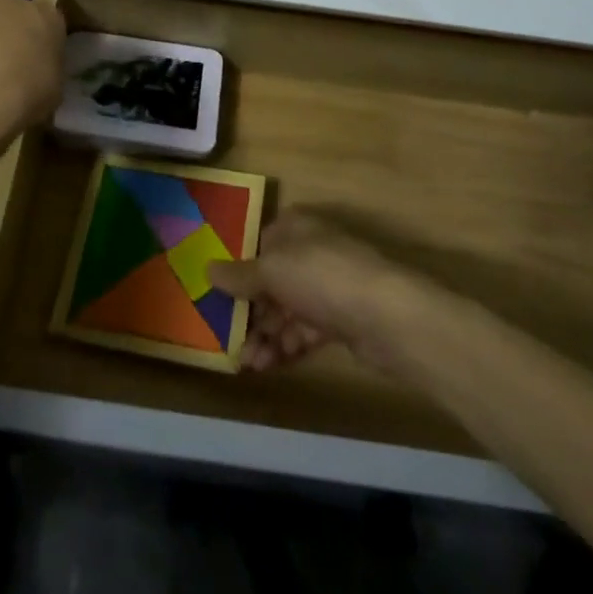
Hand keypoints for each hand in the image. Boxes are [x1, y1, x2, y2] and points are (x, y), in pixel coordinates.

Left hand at [0, 0, 64, 178]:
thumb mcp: (51, 95)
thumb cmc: (23, 98)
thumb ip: (45, 75)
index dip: (37, 44)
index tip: (31, 66)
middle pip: (6, 14)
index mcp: (45, 16)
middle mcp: (8, 2)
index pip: (46, 22)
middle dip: (1, 35)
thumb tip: (33, 77)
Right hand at [207, 212, 428, 373]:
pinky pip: (304, 330)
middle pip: (272, 279)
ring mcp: (328, 286)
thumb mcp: (271, 270)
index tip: (218, 295)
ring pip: (287, 309)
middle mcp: (311, 251)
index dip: (239, 268)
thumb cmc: (321, 277)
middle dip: (250, 311)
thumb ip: (239, 275)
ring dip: (265, 335)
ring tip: (247, 363)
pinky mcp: (341, 319)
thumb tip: (207, 269)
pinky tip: (268, 365)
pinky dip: (286, 346)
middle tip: (229, 339)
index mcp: (295, 227)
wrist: (385, 316)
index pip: (260, 242)